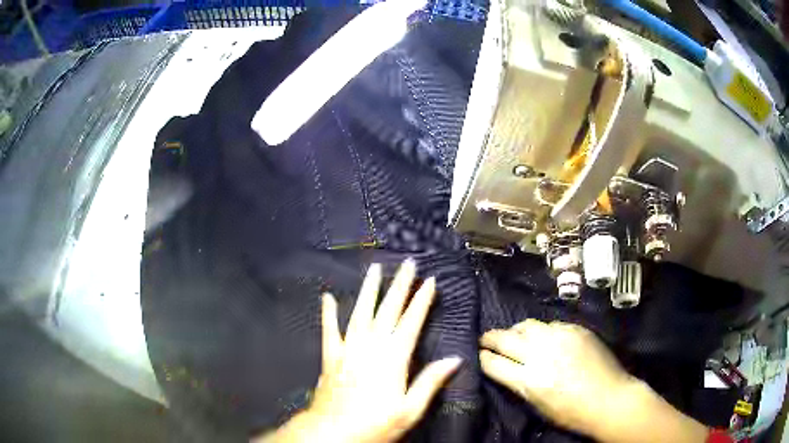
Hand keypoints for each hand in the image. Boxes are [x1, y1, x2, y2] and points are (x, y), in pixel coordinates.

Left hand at [260, 260, 460, 442]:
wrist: (333, 432)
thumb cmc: (376, 424)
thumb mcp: (410, 409)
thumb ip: (430, 382)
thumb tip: (454, 359)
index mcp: (393, 358)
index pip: (411, 322)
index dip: (422, 301)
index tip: (430, 281)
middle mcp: (371, 346)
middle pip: (388, 310)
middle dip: (400, 286)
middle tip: (407, 263)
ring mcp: (348, 349)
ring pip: (361, 313)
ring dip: (369, 290)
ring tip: (375, 268)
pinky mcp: (331, 356)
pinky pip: (329, 330)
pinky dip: (328, 313)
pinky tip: (327, 297)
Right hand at [480, 320, 707, 442]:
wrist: (610, 399)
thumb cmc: (572, 413)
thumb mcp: (538, 405)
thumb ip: (520, 383)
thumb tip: (506, 368)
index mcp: (529, 380)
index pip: (493, 363)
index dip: (482, 357)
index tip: (477, 353)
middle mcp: (541, 354)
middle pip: (505, 338)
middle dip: (490, 338)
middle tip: (485, 339)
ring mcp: (560, 338)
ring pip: (527, 325)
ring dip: (516, 331)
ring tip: (515, 336)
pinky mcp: (576, 329)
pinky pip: (551, 325)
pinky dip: (542, 331)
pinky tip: (545, 338)